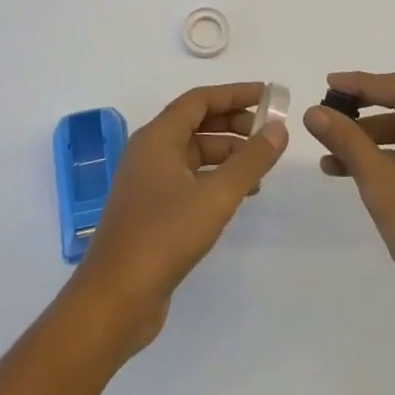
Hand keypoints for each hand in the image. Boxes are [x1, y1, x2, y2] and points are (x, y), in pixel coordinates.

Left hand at [68, 83, 287, 353]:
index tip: (268, 95)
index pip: (200, 100)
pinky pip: (189, 178)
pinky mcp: (152, 210)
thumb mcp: (216, 196)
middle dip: (234, 123)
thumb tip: (279, 129)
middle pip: (196, 123)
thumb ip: (251, 160)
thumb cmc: (164, 236)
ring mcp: (148, 182)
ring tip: (261, 168)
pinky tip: (239, 196)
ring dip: (228, 154)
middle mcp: (149, 152)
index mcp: (157, 138)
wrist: (115, 299)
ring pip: (194, 153)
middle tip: (269, 133)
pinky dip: (215, 178)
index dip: (235, 94)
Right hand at [304, 71, 394, 345]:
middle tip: (339, 100)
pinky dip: (389, 156)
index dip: (366, 85)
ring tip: (334, 146)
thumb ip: (348, 141)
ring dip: (377, 132)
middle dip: (375, 98)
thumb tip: (313, 112)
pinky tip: (352, 168)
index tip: (329, 84)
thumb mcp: (382, 185)